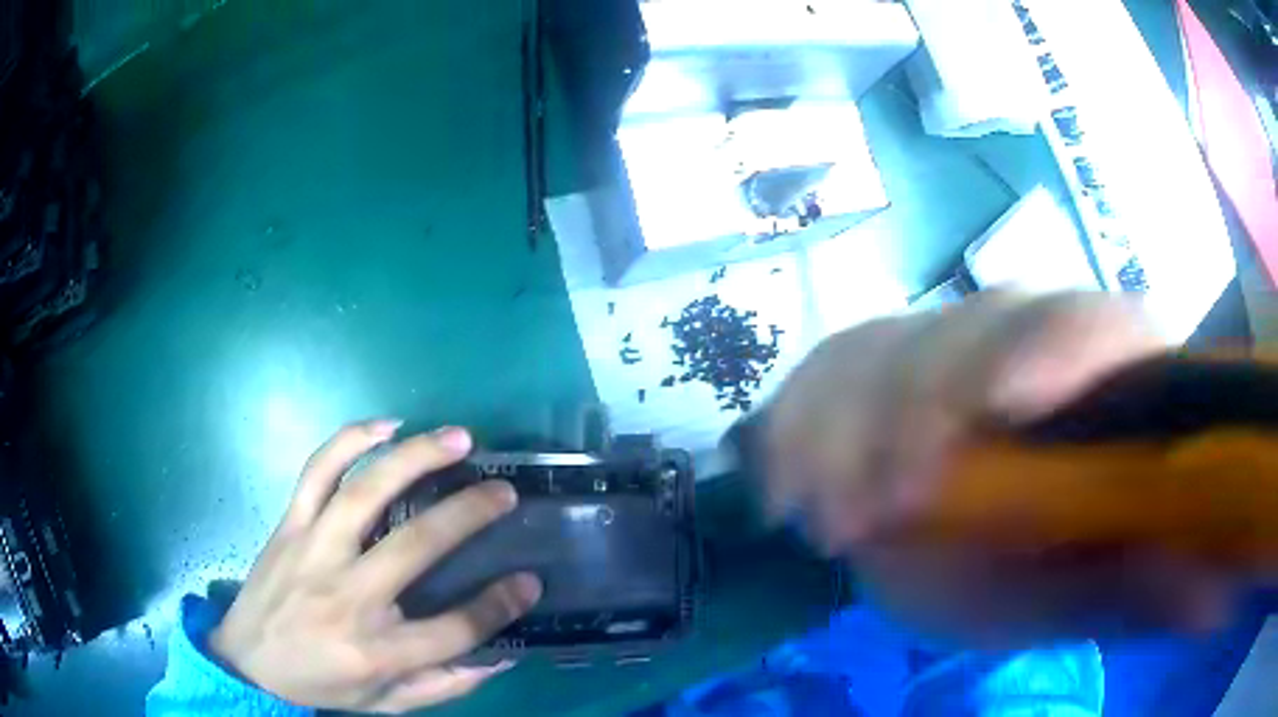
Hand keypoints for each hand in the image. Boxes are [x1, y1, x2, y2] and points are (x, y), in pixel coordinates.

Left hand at [209, 422, 541, 712]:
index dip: (500, 605)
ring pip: (366, 492)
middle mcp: (348, 597)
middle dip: (470, 514)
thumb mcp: (388, 705)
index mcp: (376, 652)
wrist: (247, 663)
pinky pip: (316, 471)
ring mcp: (314, 552)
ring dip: (416, 458)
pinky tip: (386, 426)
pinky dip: (350, 440)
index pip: (454, 629)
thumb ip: (445, 686)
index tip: (530, 581)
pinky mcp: (290, 525)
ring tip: (458, 439)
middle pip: (417, 547)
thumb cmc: (322, 685)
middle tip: (505, 490)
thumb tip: (501, 659)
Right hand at [767, 293, 1232, 644]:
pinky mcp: (872, 370)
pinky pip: (821, 373)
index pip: (1093, 326)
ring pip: (882, 347)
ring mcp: (938, 348)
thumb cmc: (1055, 564)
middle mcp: (1020, 338)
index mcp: (1100, 372)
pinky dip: (793, 426)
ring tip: (824, 525)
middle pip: (971, 331)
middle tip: (879, 512)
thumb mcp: (1096, 588)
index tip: (1000, 410)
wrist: (985, 539)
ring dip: (841, 433)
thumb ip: (1146, 586)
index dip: (1054, 350)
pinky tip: (786, 492)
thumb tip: (1211, 600)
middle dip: (918, 412)